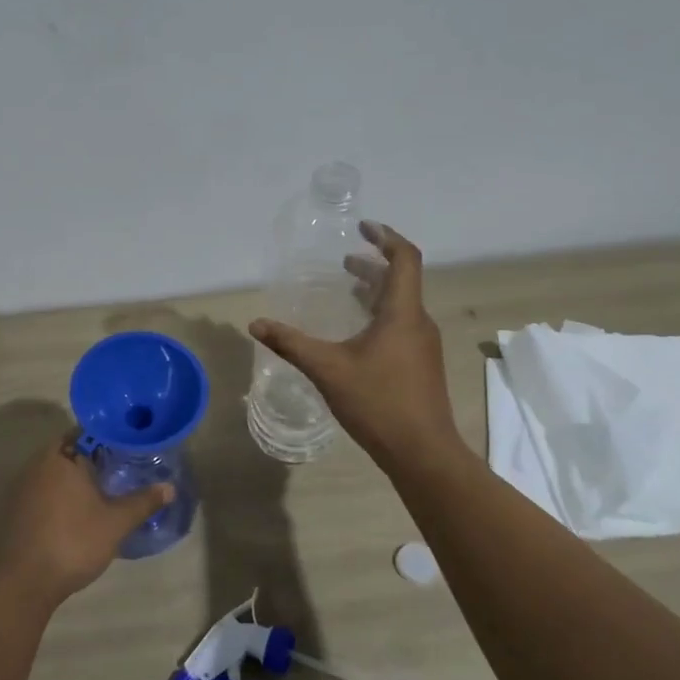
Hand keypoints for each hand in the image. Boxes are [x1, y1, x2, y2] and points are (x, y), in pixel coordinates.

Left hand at [0, 435, 172, 610]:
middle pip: (70, 450)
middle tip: (122, 468)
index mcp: (62, 456)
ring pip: (56, 471)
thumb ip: (143, 502)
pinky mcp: (16, 508)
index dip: (109, 437)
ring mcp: (23, 486)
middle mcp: (38, 463)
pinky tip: (79, 510)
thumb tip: (170, 487)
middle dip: (94, 458)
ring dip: (76, 477)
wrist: (23, 582)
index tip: (129, 446)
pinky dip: (61, 494)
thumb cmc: (73, 542)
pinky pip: (44, 489)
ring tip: (104, 489)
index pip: (88, 432)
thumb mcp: (116, 523)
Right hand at [250, 221, 459, 464]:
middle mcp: (418, 322)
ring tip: (348, 288)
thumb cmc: (378, 403)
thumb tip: (256, 323)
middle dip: (374, 264)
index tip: (362, 227)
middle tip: (345, 260)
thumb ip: (291, 343)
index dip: (385, 237)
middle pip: (402, 280)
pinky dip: (380, 314)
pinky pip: (402, 324)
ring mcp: (423, 345)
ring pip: (402, 304)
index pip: (404, 258)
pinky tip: (357, 333)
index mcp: (402, 313)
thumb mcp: (327, 370)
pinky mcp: (421, 365)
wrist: (423, 453)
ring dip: (376, 290)